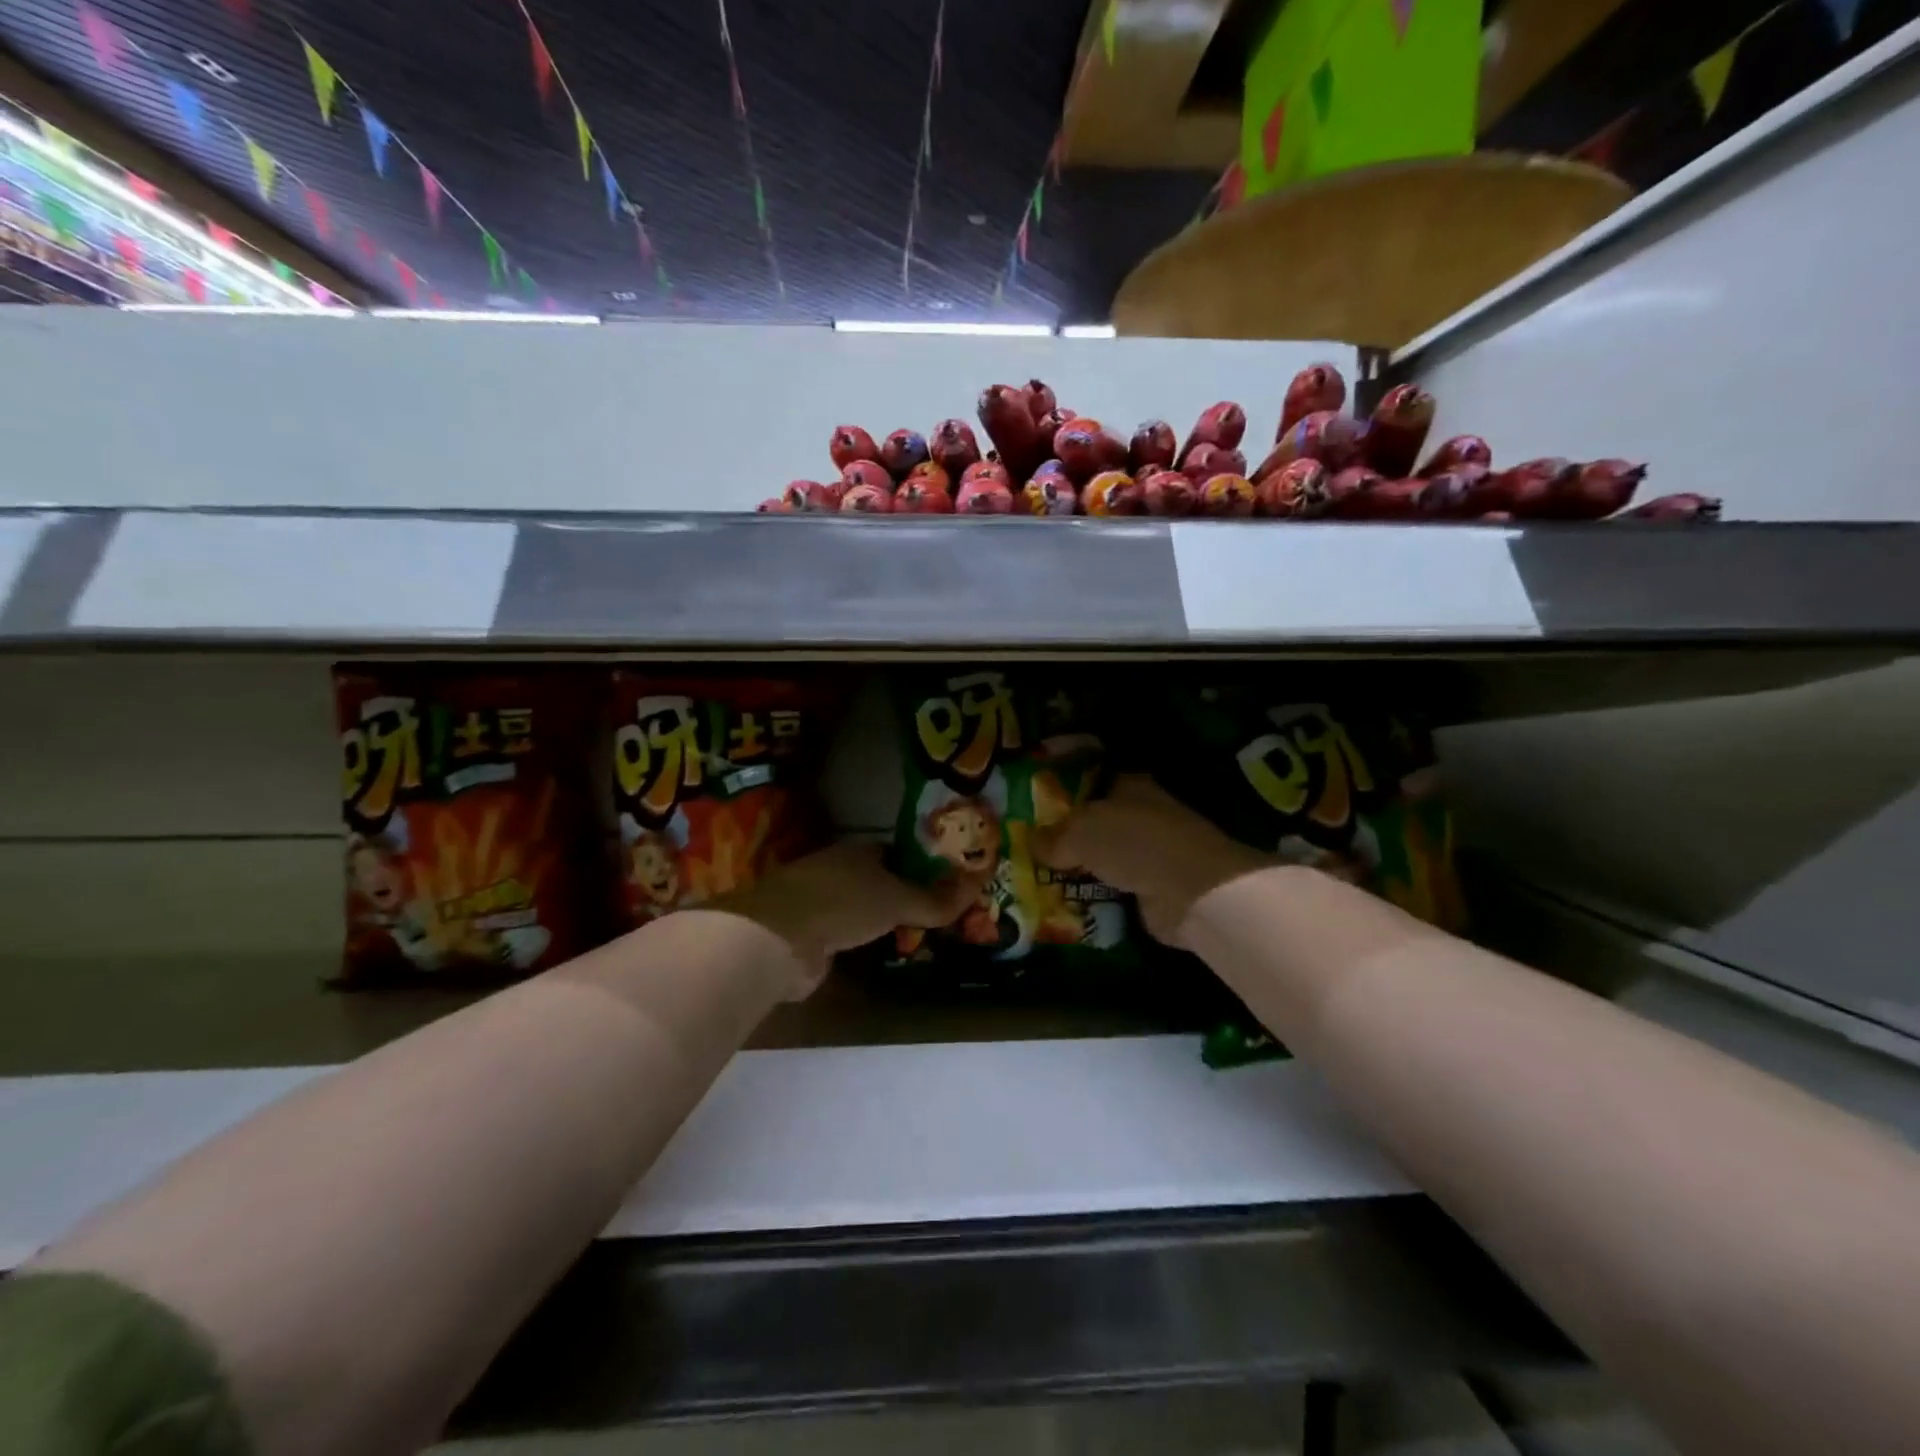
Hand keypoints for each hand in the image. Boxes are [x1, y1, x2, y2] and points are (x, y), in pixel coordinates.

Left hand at [712, 841, 978, 997]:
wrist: (778, 938)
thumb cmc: (843, 903)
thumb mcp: (897, 900)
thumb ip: (935, 899)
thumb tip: (977, 885)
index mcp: (858, 851)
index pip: (897, 851)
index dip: (922, 863)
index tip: (947, 880)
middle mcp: (838, 869)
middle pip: (879, 878)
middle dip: (904, 892)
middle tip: (938, 911)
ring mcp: (820, 901)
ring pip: (862, 906)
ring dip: (882, 918)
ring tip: (916, 933)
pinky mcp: (808, 932)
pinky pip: (846, 932)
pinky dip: (862, 939)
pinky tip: (880, 949)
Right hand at [1036, 775, 1271, 946]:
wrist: (1192, 890)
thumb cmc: (1134, 842)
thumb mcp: (1081, 832)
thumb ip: (1055, 837)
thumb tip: (1032, 842)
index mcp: (1129, 787)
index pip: (1092, 784)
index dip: (1064, 796)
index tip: (1035, 811)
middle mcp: (1142, 816)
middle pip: (1097, 824)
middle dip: (1069, 839)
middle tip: (1031, 852)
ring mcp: (1152, 854)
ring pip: (1106, 859)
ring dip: (1082, 871)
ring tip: (1041, 882)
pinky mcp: (1156, 889)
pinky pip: (1116, 890)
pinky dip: (1097, 897)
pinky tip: (1068, 905)